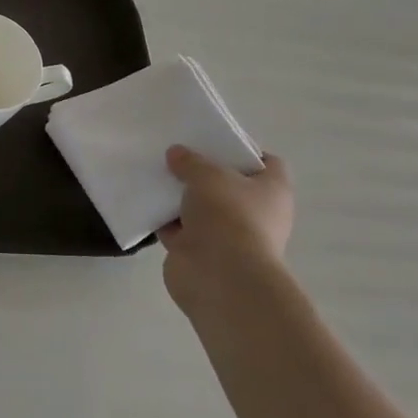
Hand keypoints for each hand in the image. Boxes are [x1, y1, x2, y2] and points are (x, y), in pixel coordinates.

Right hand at [158, 147, 294, 315]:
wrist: (219, 276)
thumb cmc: (228, 216)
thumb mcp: (208, 175)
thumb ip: (191, 161)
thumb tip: (177, 154)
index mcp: (272, 191)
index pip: (268, 163)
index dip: (243, 150)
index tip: (213, 141)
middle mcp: (255, 212)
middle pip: (228, 185)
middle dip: (202, 172)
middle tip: (176, 155)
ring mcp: (227, 235)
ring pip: (200, 207)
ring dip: (180, 197)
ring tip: (154, 173)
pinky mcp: (199, 251)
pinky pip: (178, 229)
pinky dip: (164, 219)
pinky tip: (144, 201)